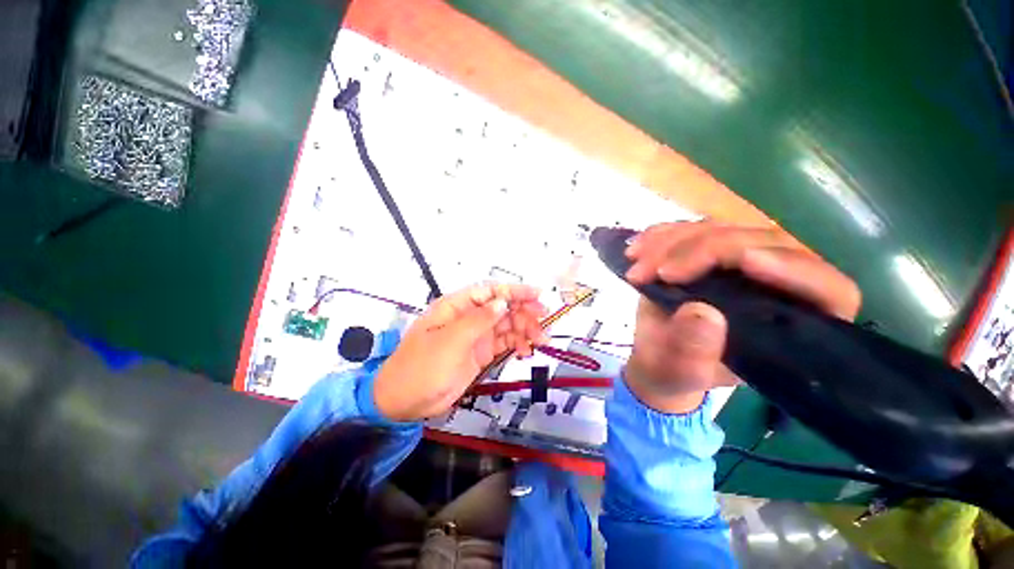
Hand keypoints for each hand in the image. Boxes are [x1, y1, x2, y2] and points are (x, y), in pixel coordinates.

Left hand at [374, 283, 546, 420]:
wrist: (404, 401)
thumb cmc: (421, 367)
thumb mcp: (449, 341)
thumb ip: (477, 320)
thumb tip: (502, 302)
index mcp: (457, 306)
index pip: (490, 291)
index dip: (514, 291)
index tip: (537, 294)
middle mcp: (469, 317)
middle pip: (502, 307)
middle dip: (524, 311)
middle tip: (543, 320)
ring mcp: (476, 335)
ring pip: (506, 325)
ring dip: (525, 329)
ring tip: (541, 340)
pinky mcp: (481, 352)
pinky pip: (504, 343)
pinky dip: (517, 344)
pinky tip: (526, 351)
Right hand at [623, 221, 860, 413]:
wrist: (655, 355)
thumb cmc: (675, 371)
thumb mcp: (681, 372)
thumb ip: (693, 351)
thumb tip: (701, 311)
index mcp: (790, 328)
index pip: (827, 290)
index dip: (795, 269)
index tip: (744, 261)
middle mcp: (774, 287)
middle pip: (765, 244)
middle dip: (705, 250)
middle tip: (659, 271)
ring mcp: (738, 264)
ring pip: (722, 229)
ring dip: (674, 242)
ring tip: (637, 264)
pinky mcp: (706, 253)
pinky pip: (690, 229)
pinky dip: (661, 235)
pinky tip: (638, 247)